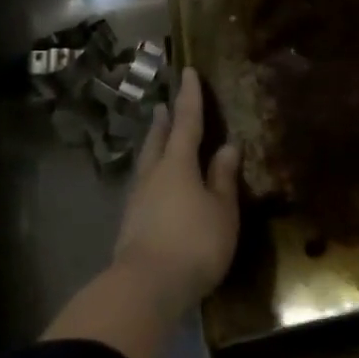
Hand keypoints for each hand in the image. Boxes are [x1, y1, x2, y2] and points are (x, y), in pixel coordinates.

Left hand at [113, 69, 240, 315]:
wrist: (146, 286)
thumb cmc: (194, 243)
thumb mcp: (221, 211)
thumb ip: (223, 178)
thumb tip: (227, 146)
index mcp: (178, 164)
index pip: (186, 122)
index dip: (189, 97)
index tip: (187, 71)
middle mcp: (153, 174)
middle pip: (158, 139)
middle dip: (164, 120)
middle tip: (163, 104)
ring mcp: (137, 198)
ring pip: (146, 161)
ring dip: (153, 144)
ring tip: (156, 135)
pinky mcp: (130, 222)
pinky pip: (143, 184)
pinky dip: (151, 172)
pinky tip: (154, 183)